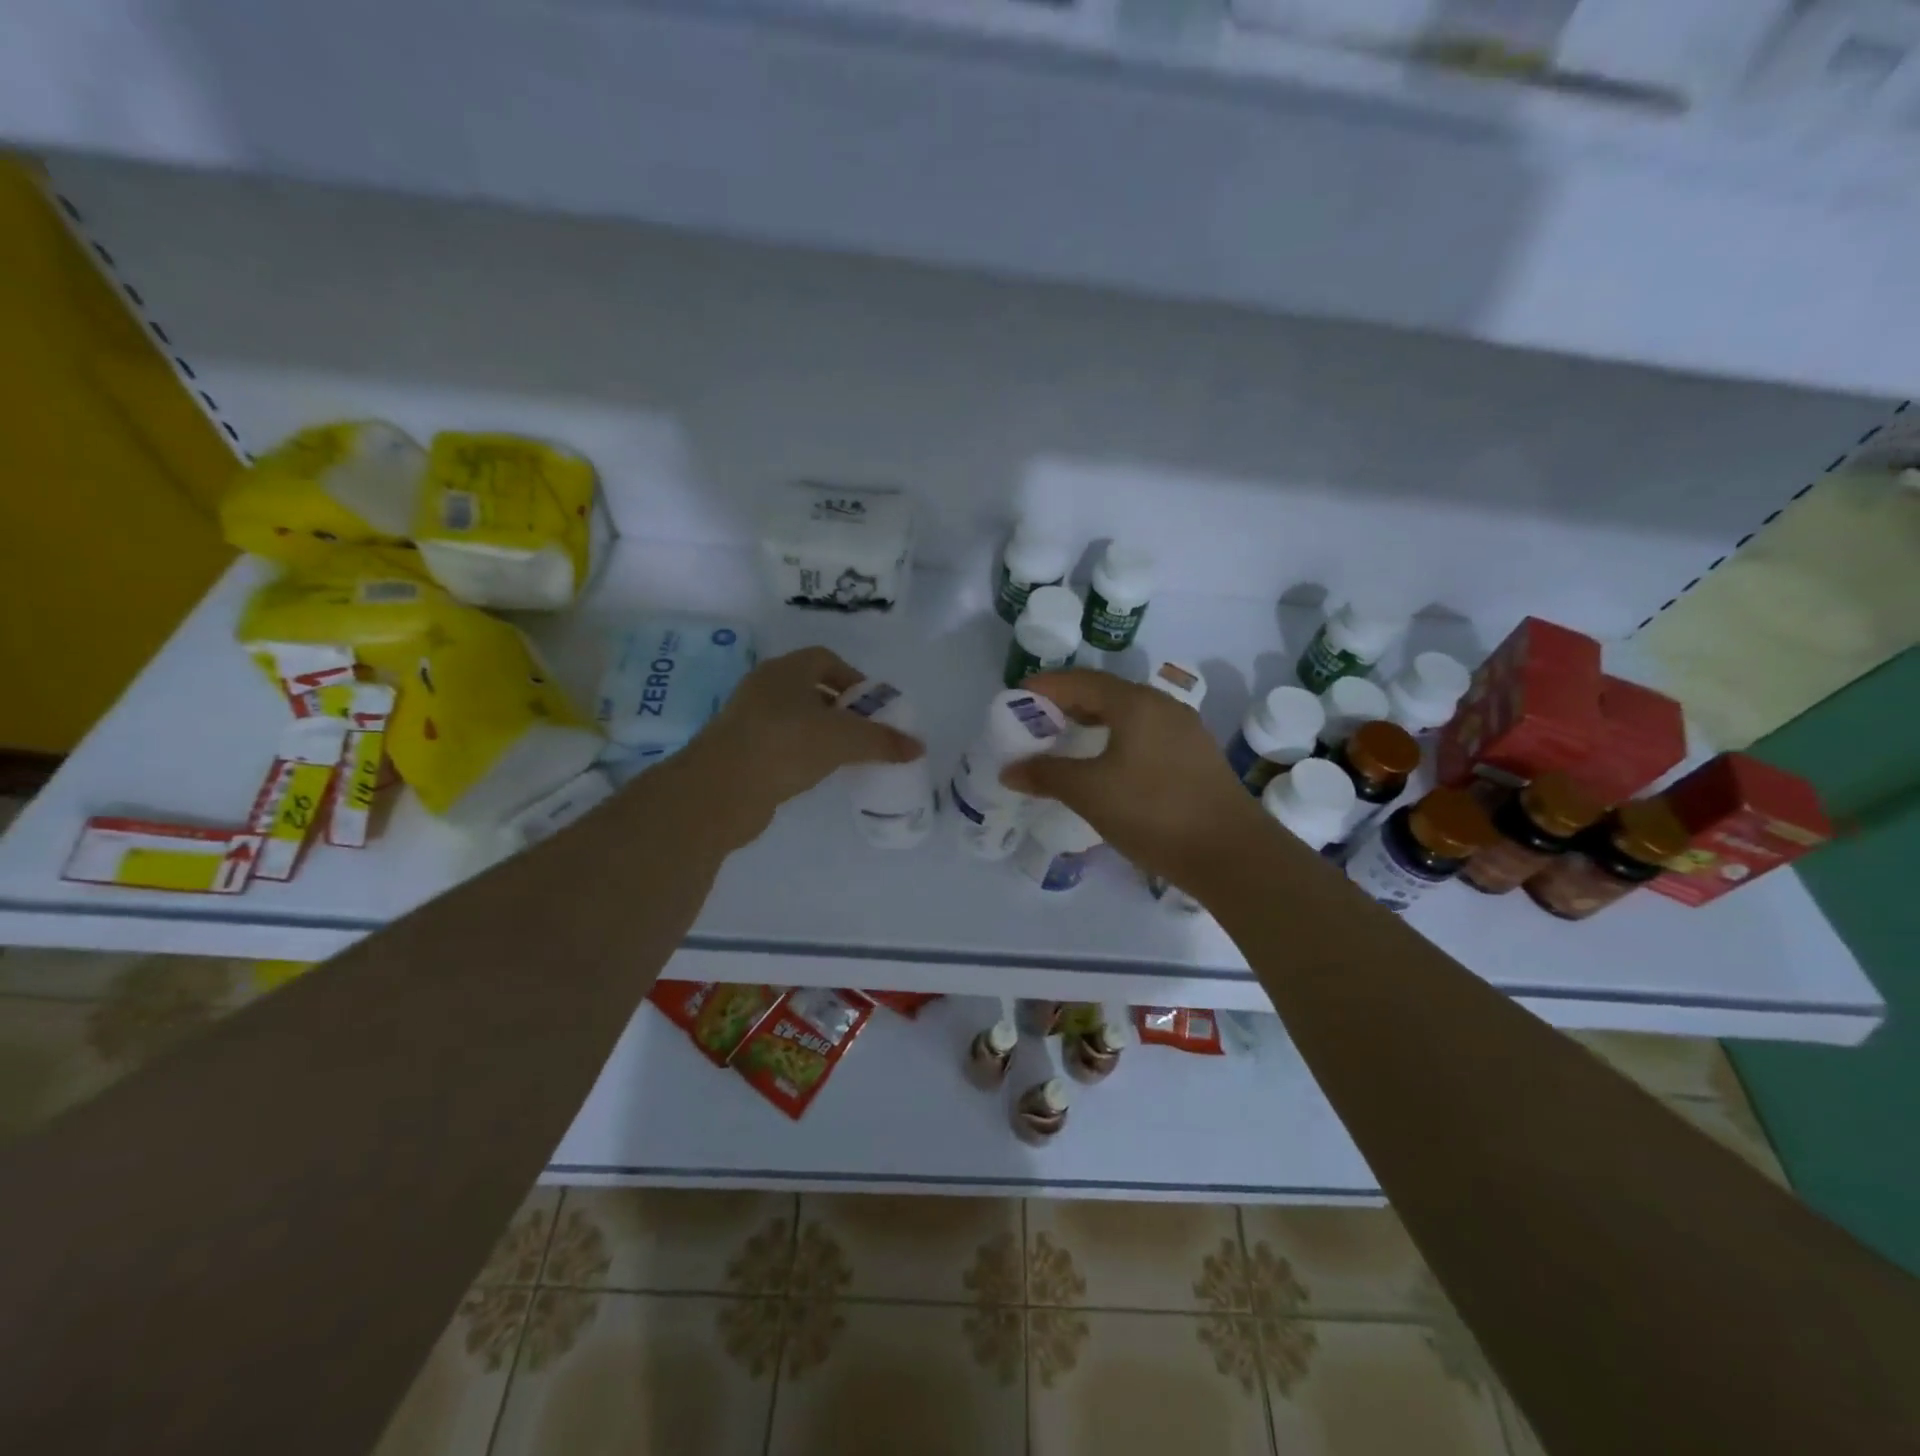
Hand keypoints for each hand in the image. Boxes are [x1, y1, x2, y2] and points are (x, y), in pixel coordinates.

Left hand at [680, 647, 923, 846]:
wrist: (720, 790)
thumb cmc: (785, 745)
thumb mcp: (844, 740)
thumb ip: (883, 741)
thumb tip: (918, 746)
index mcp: (786, 670)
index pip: (826, 659)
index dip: (854, 678)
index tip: (873, 705)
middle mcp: (764, 687)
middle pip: (811, 688)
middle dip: (840, 708)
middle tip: (864, 732)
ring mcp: (747, 719)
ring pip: (794, 718)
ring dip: (820, 732)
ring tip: (845, 756)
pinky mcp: (739, 751)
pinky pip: (780, 743)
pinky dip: (801, 753)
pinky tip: (815, 774)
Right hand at [1000, 668, 1270, 886]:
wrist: (1231, 854)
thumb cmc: (1153, 812)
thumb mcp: (1089, 793)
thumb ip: (1046, 775)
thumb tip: (1009, 771)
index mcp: (1136, 703)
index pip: (1081, 680)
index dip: (1046, 686)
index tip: (1016, 697)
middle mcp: (1163, 707)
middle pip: (1105, 694)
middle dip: (1067, 704)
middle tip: (1035, 722)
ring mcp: (1185, 731)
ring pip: (1128, 716)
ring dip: (1093, 723)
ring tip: (1065, 742)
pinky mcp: (1196, 757)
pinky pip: (1145, 735)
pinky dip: (1116, 740)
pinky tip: (1105, 766)